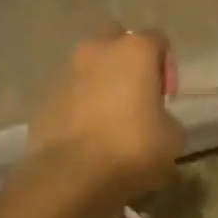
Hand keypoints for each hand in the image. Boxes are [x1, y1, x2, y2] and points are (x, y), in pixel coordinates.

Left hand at [25, 28, 183, 200]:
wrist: (70, 178)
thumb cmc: (131, 149)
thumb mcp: (172, 138)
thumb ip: (166, 117)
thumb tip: (154, 120)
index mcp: (134, 50)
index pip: (158, 40)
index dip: (167, 67)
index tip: (166, 97)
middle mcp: (97, 50)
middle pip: (116, 40)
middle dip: (127, 61)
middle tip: (137, 95)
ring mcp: (66, 72)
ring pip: (89, 65)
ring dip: (101, 82)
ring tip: (110, 119)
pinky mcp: (44, 98)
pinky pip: (70, 92)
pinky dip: (80, 104)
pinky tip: (87, 135)